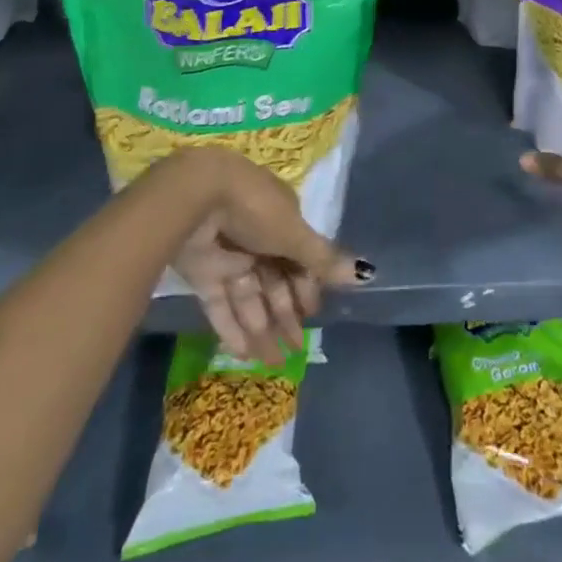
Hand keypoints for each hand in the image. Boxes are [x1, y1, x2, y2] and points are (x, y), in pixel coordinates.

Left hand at [161, 148, 369, 362]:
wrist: (195, 196)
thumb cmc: (254, 209)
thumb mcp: (293, 233)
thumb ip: (323, 258)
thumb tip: (366, 273)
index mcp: (281, 220)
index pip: (298, 258)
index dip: (306, 287)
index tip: (312, 314)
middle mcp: (256, 237)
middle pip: (274, 281)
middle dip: (285, 316)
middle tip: (296, 351)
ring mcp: (227, 255)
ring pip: (248, 297)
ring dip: (261, 329)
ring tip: (274, 364)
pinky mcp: (201, 272)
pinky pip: (220, 304)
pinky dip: (231, 328)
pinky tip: (244, 355)